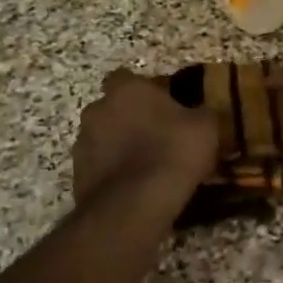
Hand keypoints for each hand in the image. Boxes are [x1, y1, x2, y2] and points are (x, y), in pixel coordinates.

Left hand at [73, 70, 218, 205]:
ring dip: (118, 147)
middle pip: (111, 108)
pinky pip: (99, 168)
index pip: (125, 77)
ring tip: (145, 166)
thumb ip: (200, 113)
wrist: (134, 205)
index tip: (162, 104)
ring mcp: (82, 144)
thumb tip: (200, 114)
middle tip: (155, 135)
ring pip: (102, 138)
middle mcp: (97, 110)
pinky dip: (113, 174)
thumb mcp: (205, 127)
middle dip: (128, 118)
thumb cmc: (172, 152)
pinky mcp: (77, 177)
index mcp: (126, 90)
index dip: (143, 90)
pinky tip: (134, 188)